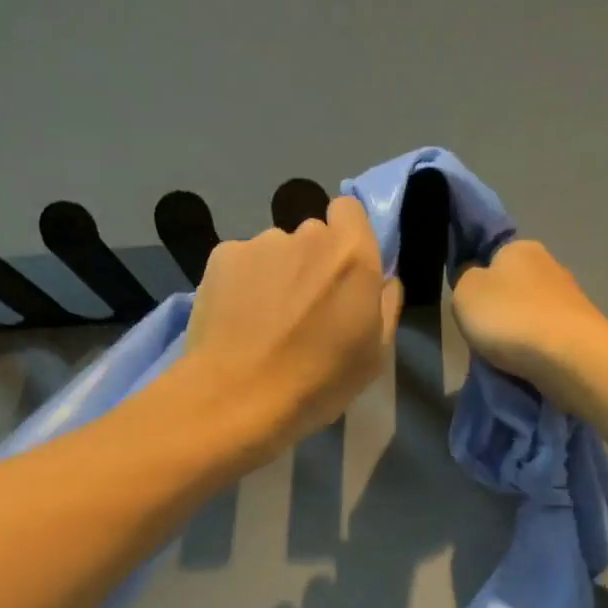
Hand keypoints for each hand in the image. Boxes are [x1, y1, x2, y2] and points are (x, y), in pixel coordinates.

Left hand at [186, 196, 401, 454]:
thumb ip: (385, 306)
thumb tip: (385, 280)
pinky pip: (241, 262)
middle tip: (303, 308)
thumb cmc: (319, 383)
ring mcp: (261, 243)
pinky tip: (237, 319)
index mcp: (353, 255)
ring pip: (274, 250)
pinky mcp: (222, 256)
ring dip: (275, 274)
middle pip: (313, 235)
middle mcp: (308, 236)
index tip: (342, 272)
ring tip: (264, 320)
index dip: (346, 236)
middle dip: (311, 262)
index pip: (350, 210)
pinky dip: (241, 283)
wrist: (239, 396)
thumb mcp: (374, 356)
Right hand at [451, 241, 607, 407]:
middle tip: (486, 336)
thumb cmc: (509, 316)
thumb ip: (464, 280)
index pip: (493, 256)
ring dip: (521, 331)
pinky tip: (530, 363)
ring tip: (506, 356)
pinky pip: (550, 335)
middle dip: (502, 309)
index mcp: (520, 248)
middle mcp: (550, 264)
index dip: (479, 280)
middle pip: (515, 287)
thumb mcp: (465, 293)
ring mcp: (571, 297)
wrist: (567, 355)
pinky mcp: (583, 328)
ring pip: (534, 313)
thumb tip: (475, 279)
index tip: (472, 307)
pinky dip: (538, 348)